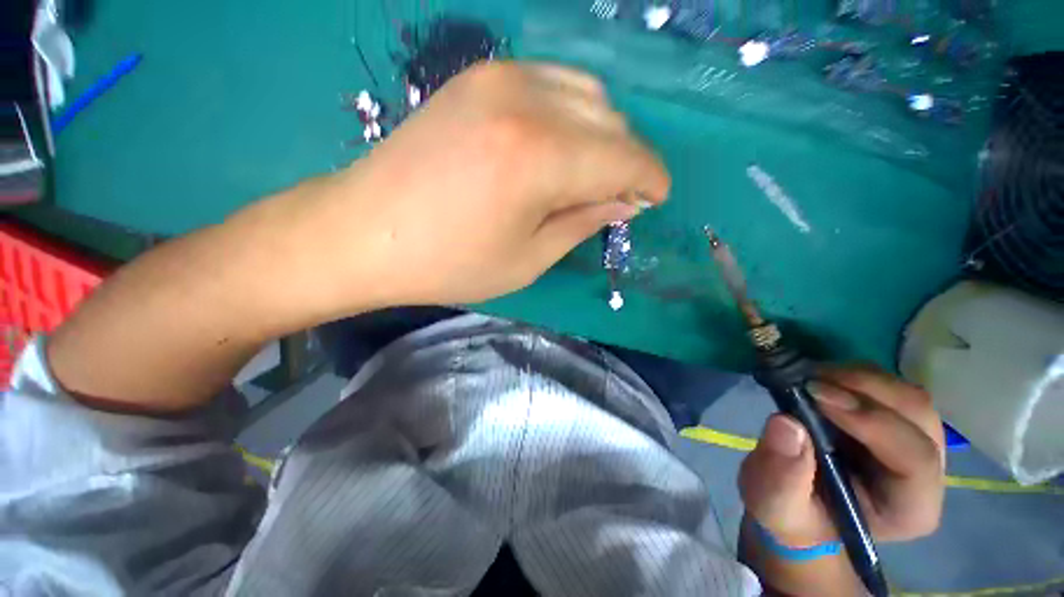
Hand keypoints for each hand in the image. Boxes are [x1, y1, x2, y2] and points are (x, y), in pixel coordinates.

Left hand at [285, 61, 668, 312]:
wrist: (366, 232)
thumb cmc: (450, 262)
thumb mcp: (528, 259)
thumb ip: (582, 222)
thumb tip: (623, 201)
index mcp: (539, 157)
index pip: (625, 158)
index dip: (650, 179)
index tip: (656, 199)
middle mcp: (526, 101)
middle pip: (611, 121)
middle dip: (628, 160)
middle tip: (620, 196)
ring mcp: (499, 78)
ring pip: (586, 94)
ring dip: (603, 135)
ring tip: (591, 174)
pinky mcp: (479, 78)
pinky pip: (552, 84)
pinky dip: (573, 114)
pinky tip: (560, 145)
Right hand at [739, 366, 944, 546]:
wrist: (793, 502)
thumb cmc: (789, 512)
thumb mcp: (774, 503)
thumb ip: (781, 474)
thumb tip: (786, 422)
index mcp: (909, 508)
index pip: (916, 458)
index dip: (872, 421)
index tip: (815, 396)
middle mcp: (925, 473)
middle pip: (919, 415)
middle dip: (865, 389)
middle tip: (809, 381)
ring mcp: (913, 442)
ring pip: (907, 395)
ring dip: (858, 378)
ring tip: (809, 378)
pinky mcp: (892, 422)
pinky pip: (887, 387)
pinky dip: (852, 375)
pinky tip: (819, 380)